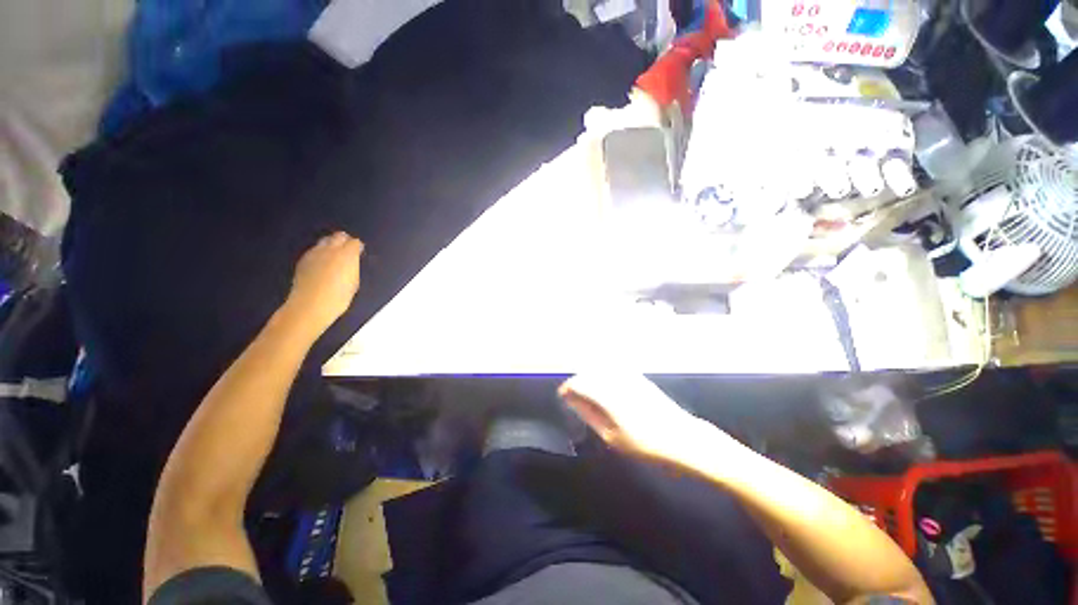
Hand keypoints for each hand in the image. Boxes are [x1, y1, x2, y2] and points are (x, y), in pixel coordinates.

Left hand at [284, 232, 363, 333]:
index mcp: (347, 255)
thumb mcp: (354, 282)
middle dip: (344, 241)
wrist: (310, 306)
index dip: (358, 247)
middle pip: (338, 236)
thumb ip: (353, 267)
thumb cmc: (338, 297)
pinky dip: (320, 253)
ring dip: (331, 245)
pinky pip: (314, 250)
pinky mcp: (303, 259)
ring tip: (334, 256)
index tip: (359, 253)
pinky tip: (322, 264)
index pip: (354, 242)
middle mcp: (330, 249)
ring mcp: (314, 253)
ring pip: (325, 241)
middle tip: (348, 251)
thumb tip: (352, 262)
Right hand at [558, 373, 729, 462]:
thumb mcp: (611, 436)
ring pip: (600, 369)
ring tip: (587, 394)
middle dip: (577, 382)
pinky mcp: (638, 377)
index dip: (567, 388)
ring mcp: (629, 376)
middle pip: (588, 372)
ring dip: (590, 378)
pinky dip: (604, 376)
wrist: (682, 439)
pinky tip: (605, 388)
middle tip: (573, 398)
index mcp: (607, 394)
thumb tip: (572, 399)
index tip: (562, 396)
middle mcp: (616, 379)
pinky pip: (613, 370)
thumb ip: (589, 413)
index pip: (579, 382)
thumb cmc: (644, 444)